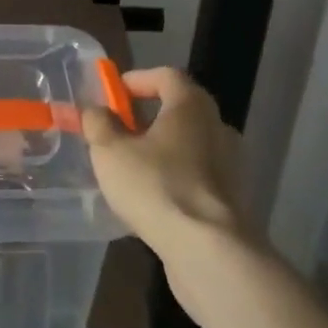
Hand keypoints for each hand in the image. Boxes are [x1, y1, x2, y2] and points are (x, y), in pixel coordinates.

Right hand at [81, 67, 252, 262]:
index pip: (167, 76)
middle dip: (148, 116)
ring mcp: (231, 165)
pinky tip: (154, 197)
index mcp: (191, 106)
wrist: (210, 251)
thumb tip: (95, 110)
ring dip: (162, 149)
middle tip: (119, 130)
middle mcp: (218, 127)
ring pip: (190, 144)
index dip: (138, 79)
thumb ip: (98, 123)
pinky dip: (176, 176)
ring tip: (132, 167)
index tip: (114, 94)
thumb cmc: (156, 186)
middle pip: (181, 109)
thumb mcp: (110, 151)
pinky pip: (199, 175)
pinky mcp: (233, 199)